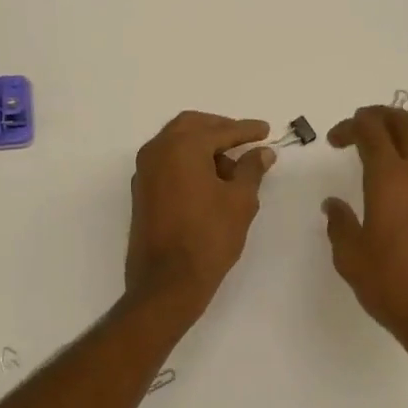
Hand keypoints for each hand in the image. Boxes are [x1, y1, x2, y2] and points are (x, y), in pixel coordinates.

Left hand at [126, 111, 274, 322]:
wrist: (167, 282)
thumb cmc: (209, 238)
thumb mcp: (240, 201)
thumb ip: (251, 169)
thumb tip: (262, 152)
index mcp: (181, 147)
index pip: (219, 130)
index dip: (246, 130)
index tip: (266, 131)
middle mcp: (157, 151)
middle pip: (191, 126)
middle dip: (220, 129)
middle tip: (245, 140)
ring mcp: (145, 172)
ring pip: (176, 143)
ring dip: (204, 147)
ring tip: (233, 168)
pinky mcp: (142, 191)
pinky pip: (168, 163)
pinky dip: (189, 162)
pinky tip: (211, 181)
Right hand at [323, 106, 407, 378]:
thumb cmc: (393, 286)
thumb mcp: (351, 258)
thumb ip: (340, 224)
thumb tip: (334, 204)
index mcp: (390, 178)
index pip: (371, 131)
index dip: (351, 126)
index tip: (335, 139)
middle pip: (405, 123)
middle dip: (380, 116)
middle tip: (360, 125)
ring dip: (405, 130)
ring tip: (387, 142)